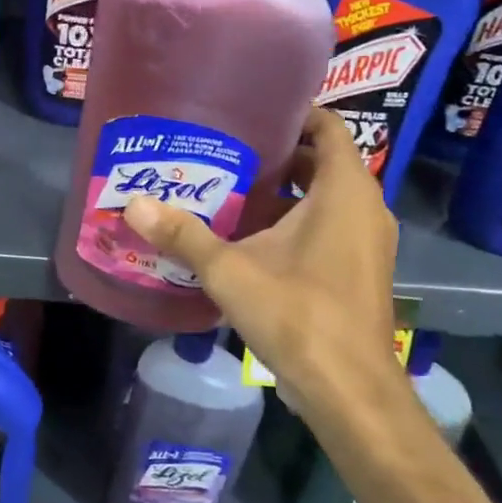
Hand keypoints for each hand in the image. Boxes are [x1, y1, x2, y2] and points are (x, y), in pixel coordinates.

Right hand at [122, 106, 397, 414]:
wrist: (348, 389)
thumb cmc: (297, 314)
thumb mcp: (230, 271)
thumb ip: (183, 234)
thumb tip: (133, 203)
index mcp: (344, 192)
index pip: (328, 128)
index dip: (294, 114)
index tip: (250, 113)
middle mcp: (365, 209)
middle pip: (323, 163)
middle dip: (279, 155)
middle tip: (226, 151)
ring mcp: (367, 243)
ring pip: (326, 199)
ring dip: (286, 192)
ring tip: (231, 188)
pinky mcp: (360, 271)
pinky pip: (330, 227)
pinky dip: (298, 221)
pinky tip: (252, 237)